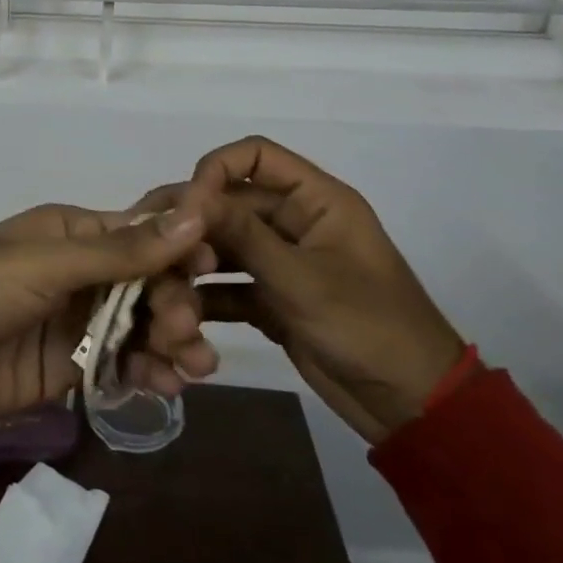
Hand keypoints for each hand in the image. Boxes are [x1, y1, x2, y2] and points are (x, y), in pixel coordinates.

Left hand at [0, 204, 209, 428]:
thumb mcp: (47, 265)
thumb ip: (121, 251)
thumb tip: (195, 216)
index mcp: (74, 233)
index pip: (142, 235)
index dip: (179, 251)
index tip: (211, 272)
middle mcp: (82, 273)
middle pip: (150, 284)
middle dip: (176, 304)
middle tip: (185, 333)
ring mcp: (77, 322)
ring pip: (142, 326)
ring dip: (172, 342)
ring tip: (193, 367)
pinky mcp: (71, 367)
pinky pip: (122, 365)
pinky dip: (147, 372)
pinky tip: (165, 386)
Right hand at [134, 137, 466, 443]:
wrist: (411, 406)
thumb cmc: (368, 327)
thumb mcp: (302, 279)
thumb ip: (243, 235)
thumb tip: (186, 198)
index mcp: (316, 200)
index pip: (255, 156)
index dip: (215, 170)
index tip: (186, 207)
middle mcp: (294, 223)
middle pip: (229, 204)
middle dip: (192, 225)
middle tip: (151, 248)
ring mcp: (281, 262)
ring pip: (223, 246)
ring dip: (193, 265)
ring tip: (164, 291)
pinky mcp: (271, 299)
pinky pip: (228, 285)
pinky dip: (205, 298)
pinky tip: (180, 317)